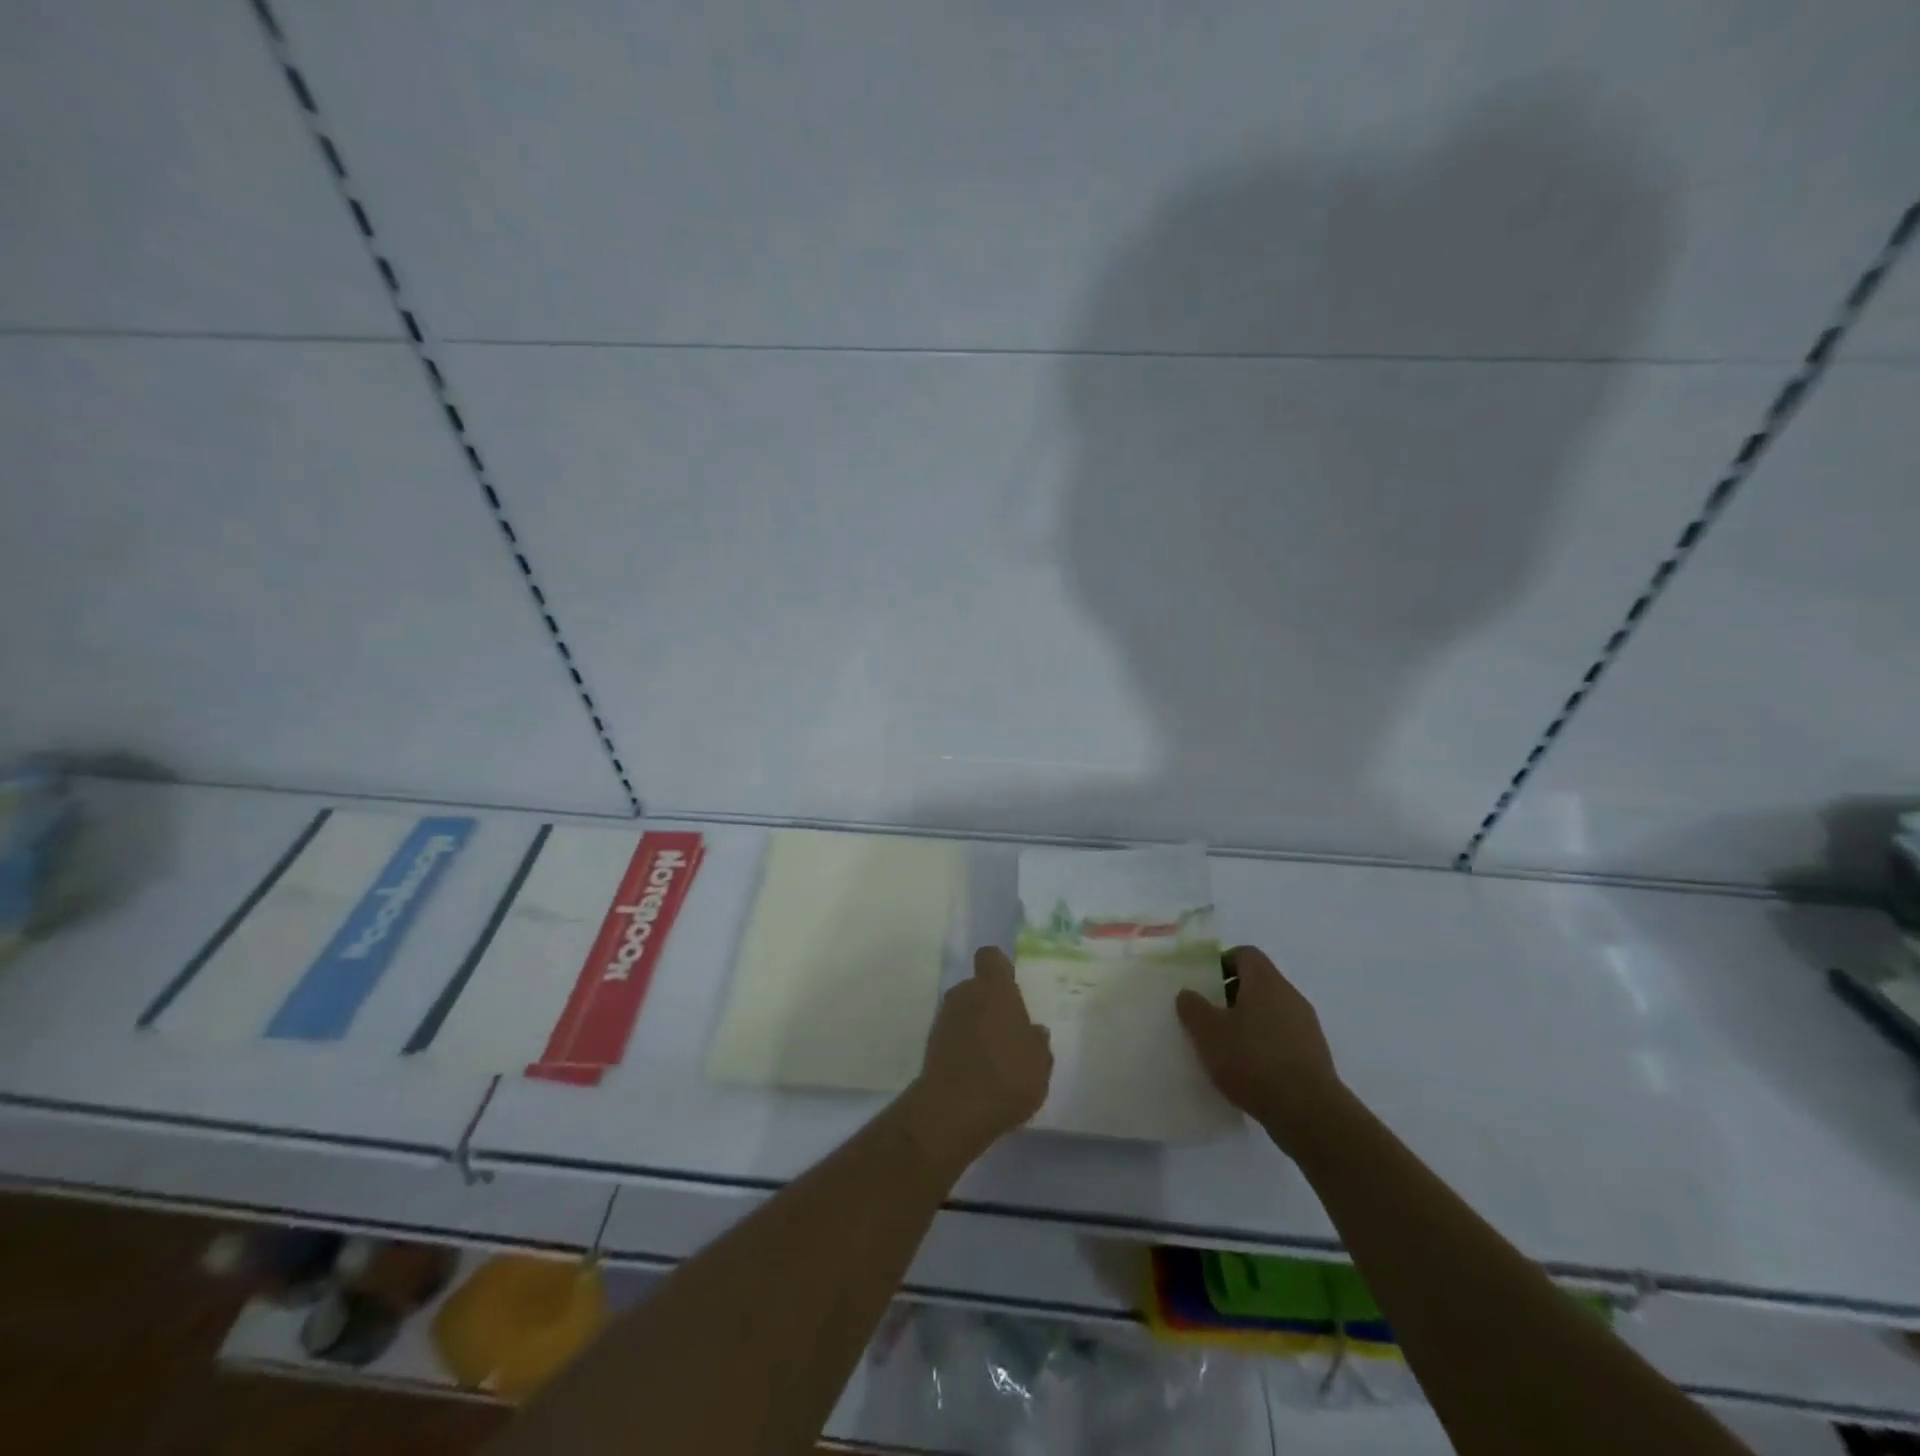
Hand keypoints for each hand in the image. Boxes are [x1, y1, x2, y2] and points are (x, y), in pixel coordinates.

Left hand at [905, 948, 1052, 1166]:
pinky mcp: (930, 1044)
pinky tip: (976, 1073)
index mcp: (994, 988)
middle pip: (976, 987)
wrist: (953, 1109)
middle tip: (1007, 1030)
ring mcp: (944, 1018)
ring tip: (993, 1057)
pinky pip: (952, 1035)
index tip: (1011, 987)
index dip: (1000, 968)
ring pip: (963, 1011)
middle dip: (989, 1003)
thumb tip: (1034, 1031)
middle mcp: (965, 994)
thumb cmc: (1006, 1075)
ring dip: (975, 1025)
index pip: (991, 957)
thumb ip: (1038, 1043)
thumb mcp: (1039, 1063)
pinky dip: (962, 1046)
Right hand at [1176, 945, 1342, 1149]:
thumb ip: (1193, 1008)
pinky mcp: (1314, 1056)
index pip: (1245, 954)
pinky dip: (1264, 1046)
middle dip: (1231, 996)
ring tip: (1226, 1048)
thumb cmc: (1253, 1061)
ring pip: (1270, 1012)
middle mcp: (1290, 997)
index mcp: (1266, 982)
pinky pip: (1282, 1038)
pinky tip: (1249, 1071)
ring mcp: (1306, 1027)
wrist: (1309, 1114)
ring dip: (1248, 1023)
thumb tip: (1188, 993)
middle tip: (1209, 1017)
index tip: (1204, 985)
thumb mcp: (1208, 1033)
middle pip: (1258, 983)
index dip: (1222, 963)